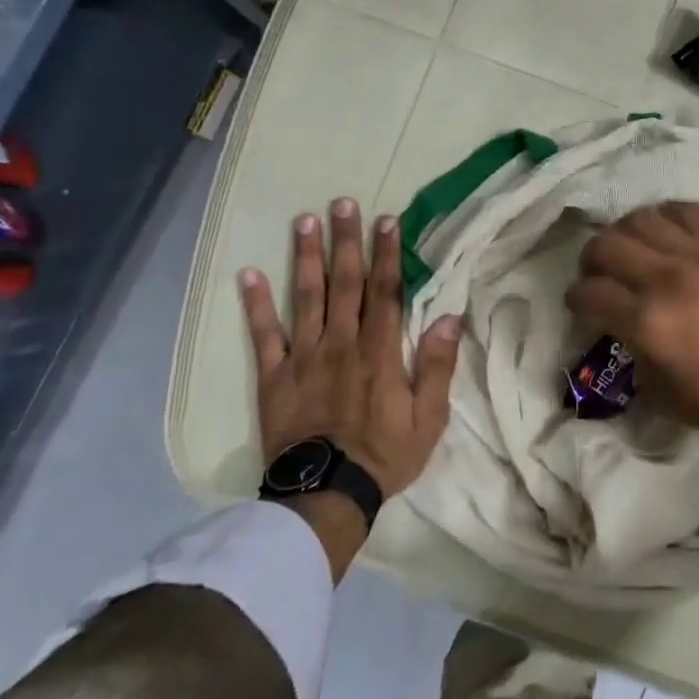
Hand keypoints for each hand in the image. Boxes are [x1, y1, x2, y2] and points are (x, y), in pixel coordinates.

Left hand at [239, 200, 461, 502]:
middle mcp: (342, 343)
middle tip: (343, 202)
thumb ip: (438, 365)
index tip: (386, 221)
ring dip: (305, 257)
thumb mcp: (429, 417)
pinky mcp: (275, 377)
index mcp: (381, 351)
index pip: (386, 291)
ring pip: (306, 297)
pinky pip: (264, 335)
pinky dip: (256, 304)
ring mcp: (304, 357)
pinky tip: (249, 274)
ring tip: (304, 221)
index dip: (387, 254)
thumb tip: (449, 316)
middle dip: (346, 241)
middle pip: (345, 283)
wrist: (327, 495)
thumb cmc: (385, 455)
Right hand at [565, 202, 698, 445]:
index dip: (576, 299)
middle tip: (601, 275)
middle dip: (592, 260)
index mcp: (648, 323)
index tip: (582, 305)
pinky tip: (670, 234)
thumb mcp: (668, 397)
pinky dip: (667, 218)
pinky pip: (686, 210)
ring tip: (635, 250)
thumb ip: (636, 356)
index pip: (589, 293)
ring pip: (641, 218)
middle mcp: (666, 278)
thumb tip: (625, 329)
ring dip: (626, 234)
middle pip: (605, 245)